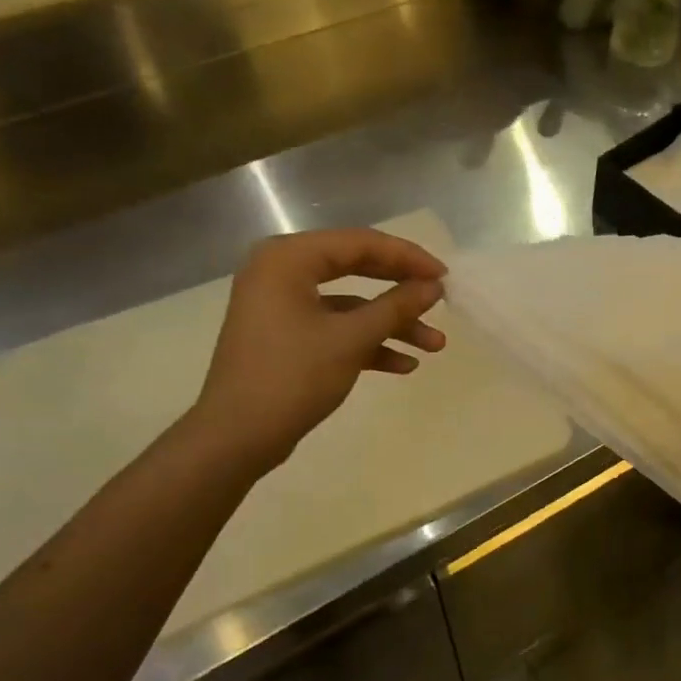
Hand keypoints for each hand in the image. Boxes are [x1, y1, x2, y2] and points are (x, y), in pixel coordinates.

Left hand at [189, 229, 447, 469]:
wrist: (236, 437)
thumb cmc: (292, 376)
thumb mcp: (351, 339)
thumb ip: (396, 306)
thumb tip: (434, 286)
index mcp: (288, 259)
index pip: (360, 243)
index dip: (407, 257)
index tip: (444, 276)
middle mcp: (282, 272)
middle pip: (357, 268)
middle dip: (402, 290)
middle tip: (441, 299)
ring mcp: (283, 305)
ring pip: (350, 304)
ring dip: (392, 324)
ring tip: (434, 345)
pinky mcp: (287, 335)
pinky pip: (335, 327)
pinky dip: (368, 342)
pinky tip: (404, 365)